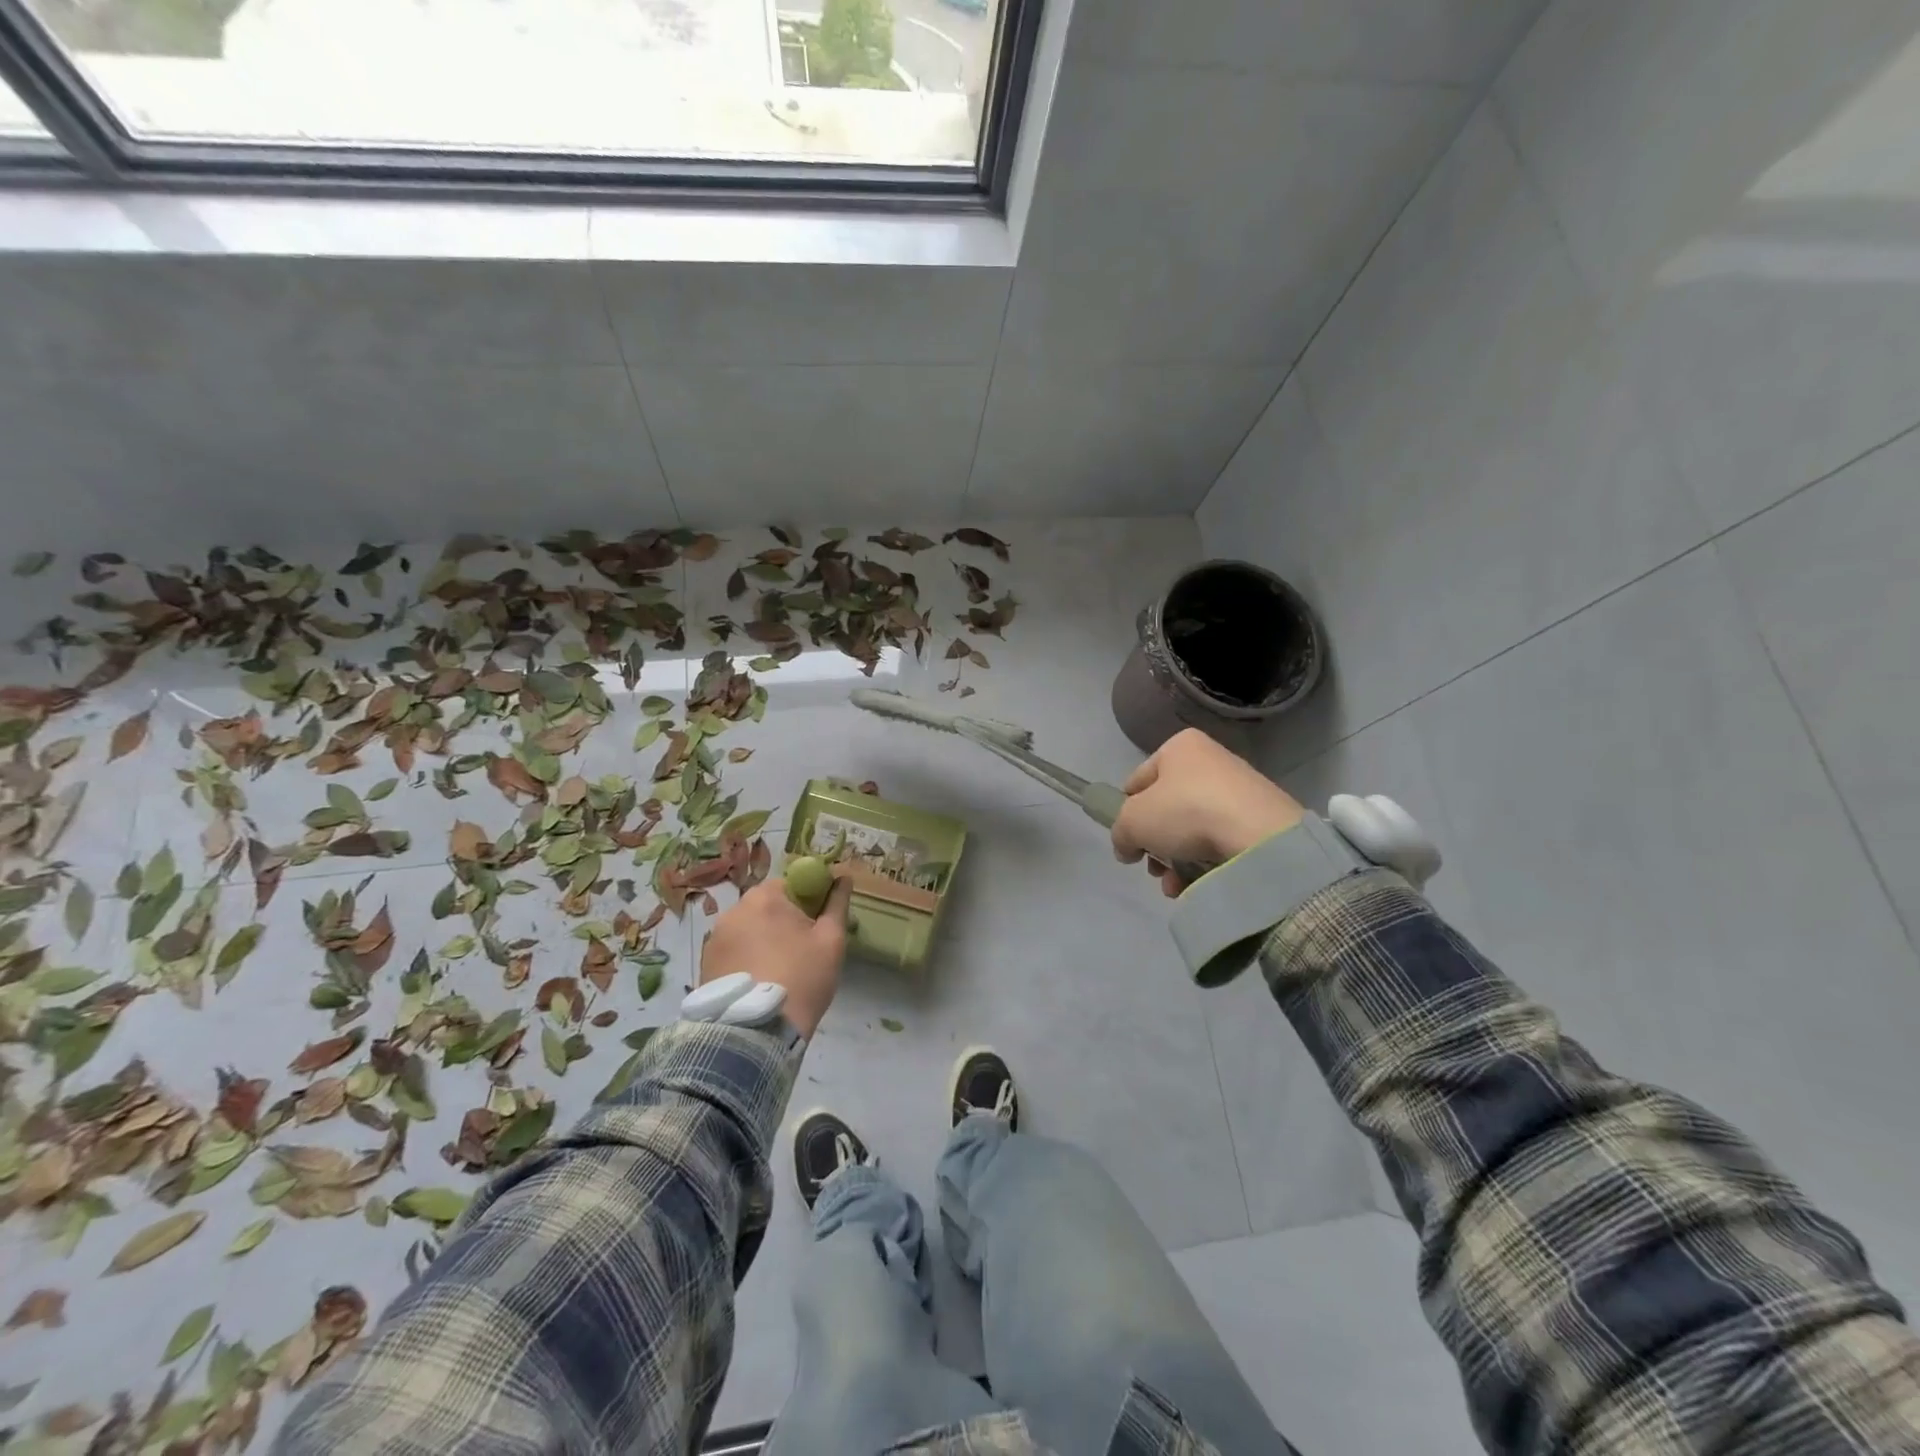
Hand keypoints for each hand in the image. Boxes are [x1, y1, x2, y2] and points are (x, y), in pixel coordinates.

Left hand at [700, 872, 852, 1037]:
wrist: (757, 1031)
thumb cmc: (802, 977)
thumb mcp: (831, 939)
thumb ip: (837, 903)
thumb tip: (844, 877)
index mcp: (765, 896)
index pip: (791, 884)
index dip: (808, 901)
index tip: (817, 926)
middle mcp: (734, 909)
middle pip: (767, 906)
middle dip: (784, 921)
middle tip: (802, 951)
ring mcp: (714, 938)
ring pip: (749, 929)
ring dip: (763, 940)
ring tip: (778, 971)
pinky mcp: (705, 964)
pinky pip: (733, 950)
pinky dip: (746, 959)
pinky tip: (759, 981)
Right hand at [1112, 728, 1305, 897]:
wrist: (1258, 836)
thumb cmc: (1185, 812)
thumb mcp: (1132, 820)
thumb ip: (1119, 832)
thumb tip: (1127, 848)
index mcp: (1180, 747)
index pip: (1138, 780)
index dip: (1127, 811)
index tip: (1129, 840)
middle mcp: (1211, 760)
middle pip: (1166, 809)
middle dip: (1155, 844)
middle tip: (1153, 866)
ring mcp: (1238, 790)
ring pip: (1191, 830)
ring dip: (1175, 860)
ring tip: (1173, 884)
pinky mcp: (1259, 819)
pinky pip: (1219, 841)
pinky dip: (1203, 863)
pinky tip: (1194, 885)